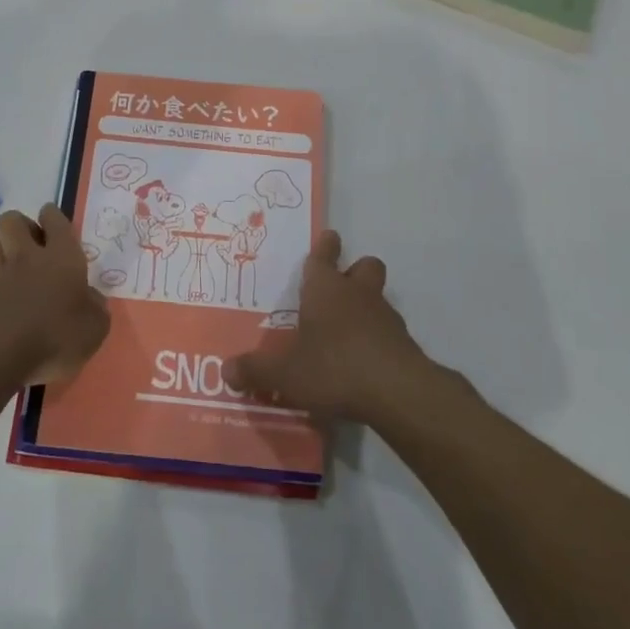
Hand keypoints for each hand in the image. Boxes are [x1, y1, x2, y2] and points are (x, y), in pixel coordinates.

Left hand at [0, 205, 109, 386]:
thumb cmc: (56, 335)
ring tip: (14, 267)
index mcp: (61, 256)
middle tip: (34, 245)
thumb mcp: (95, 328)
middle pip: (12, 220)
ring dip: (1, 249)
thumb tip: (92, 298)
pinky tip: (3, 299)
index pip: (54, 219)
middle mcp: (28, 257)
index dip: (53, 216)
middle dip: (21, 226)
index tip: (55, 224)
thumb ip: (95, 308)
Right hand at [226, 231, 429, 423]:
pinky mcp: (404, 344)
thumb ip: (256, 371)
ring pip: (379, 297)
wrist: (397, 392)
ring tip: (348, 332)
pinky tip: (364, 363)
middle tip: (341, 288)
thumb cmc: (333, 367)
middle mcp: (357, 294)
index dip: (325, 246)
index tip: (329, 237)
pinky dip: (378, 339)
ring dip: (367, 307)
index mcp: (325, 290)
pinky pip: (389, 331)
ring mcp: (385, 317)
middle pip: (364, 266)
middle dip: (355, 271)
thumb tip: (226, 370)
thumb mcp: (285, 374)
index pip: (324, 256)